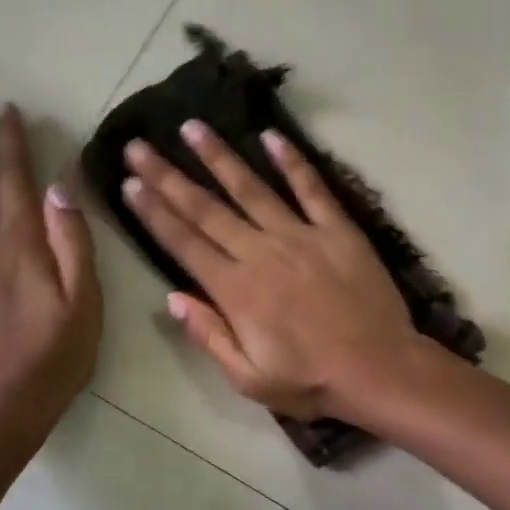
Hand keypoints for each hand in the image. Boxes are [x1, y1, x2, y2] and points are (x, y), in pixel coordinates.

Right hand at [119, 122, 419, 420]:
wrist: (380, 370)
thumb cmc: (311, 382)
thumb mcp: (249, 378)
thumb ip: (209, 335)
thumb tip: (172, 299)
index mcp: (236, 290)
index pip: (184, 243)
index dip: (154, 212)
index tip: (130, 183)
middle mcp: (261, 253)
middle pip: (206, 209)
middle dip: (168, 176)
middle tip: (139, 145)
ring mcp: (301, 236)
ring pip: (251, 188)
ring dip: (219, 157)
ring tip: (192, 127)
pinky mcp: (338, 230)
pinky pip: (311, 188)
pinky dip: (291, 161)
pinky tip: (270, 135)